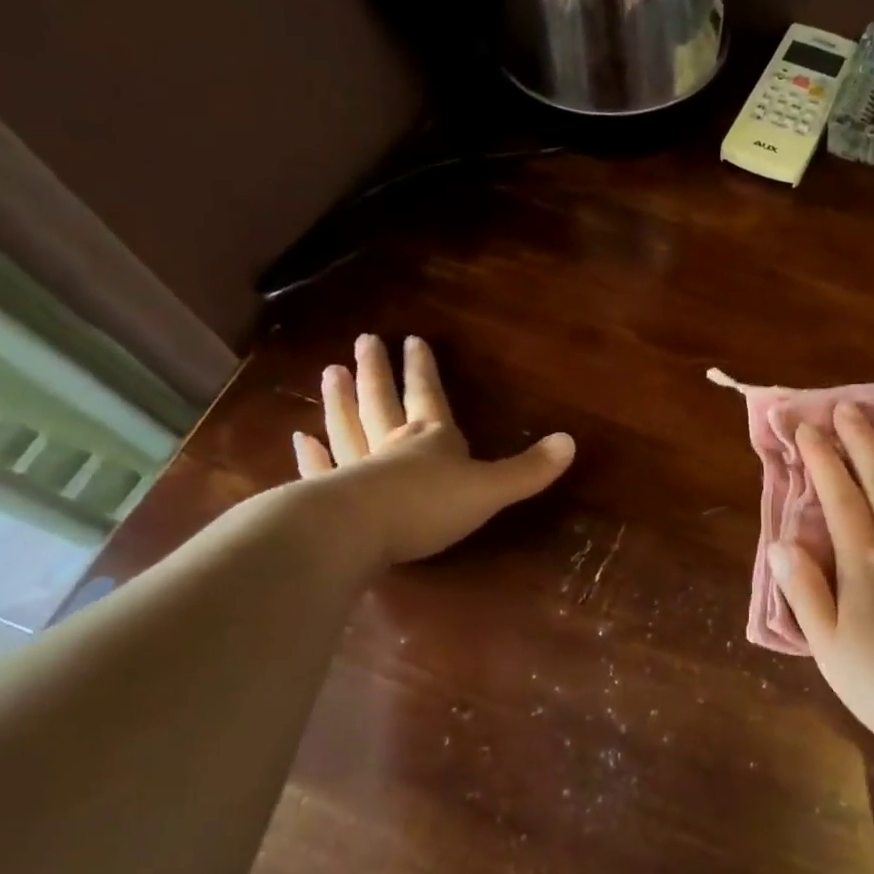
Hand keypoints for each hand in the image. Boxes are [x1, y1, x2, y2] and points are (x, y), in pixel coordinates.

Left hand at [292, 334, 574, 565]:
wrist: (358, 533)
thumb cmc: (428, 505)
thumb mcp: (490, 489)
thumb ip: (528, 469)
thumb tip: (571, 442)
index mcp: (432, 439)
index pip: (428, 395)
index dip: (423, 370)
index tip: (411, 339)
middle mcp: (392, 445)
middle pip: (383, 401)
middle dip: (377, 372)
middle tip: (363, 340)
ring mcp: (356, 469)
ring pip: (349, 427)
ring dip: (340, 401)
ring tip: (330, 373)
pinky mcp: (330, 496)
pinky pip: (323, 469)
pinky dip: (313, 454)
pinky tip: (301, 439)